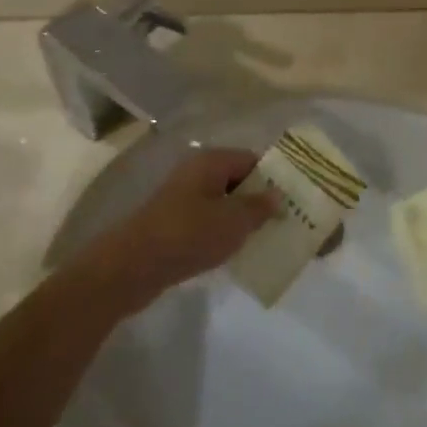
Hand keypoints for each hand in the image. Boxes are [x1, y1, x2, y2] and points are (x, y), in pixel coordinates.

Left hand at [93, 149, 275, 309]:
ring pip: (223, 203)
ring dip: (242, 219)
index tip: (295, 199)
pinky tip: (236, 252)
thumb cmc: (188, 235)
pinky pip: (208, 222)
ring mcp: (183, 199)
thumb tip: (278, 195)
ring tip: (266, 239)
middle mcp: (197, 173)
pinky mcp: (173, 224)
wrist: (131, 267)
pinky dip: (223, 233)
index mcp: (211, 161)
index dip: (274, 178)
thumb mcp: (233, 221)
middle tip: (285, 221)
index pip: (253, 160)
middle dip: (260, 200)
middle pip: (238, 180)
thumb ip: (259, 207)